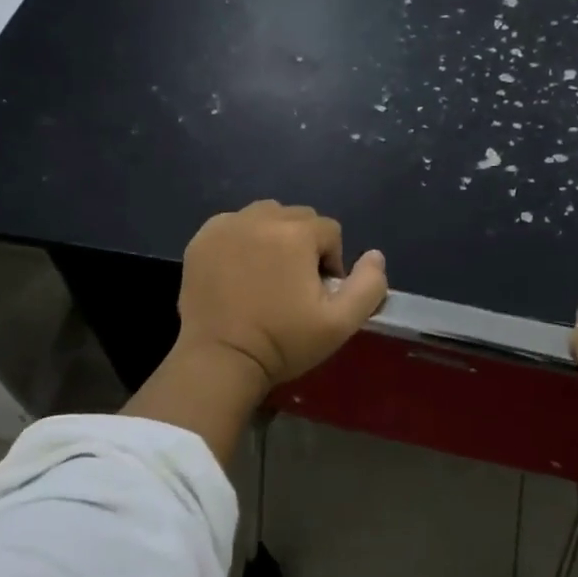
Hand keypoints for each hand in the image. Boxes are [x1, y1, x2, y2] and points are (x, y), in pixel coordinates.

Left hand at [175, 201, 387, 387]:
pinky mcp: (202, 240)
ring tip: (268, 275)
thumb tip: (375, 255)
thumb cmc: (283, 342)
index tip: (317, 294)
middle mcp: (260, 218)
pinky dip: (243, 240)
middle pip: (298, 218)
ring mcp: (226, 226)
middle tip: (294, 286)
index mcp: (296, 234)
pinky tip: (240, 272)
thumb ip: (368, 286)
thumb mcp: (340, 323)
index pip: (330, 231)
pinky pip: (234, 225)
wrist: (221, 360)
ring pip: (265, 216)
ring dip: (274, 236)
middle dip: (304, 245)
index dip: (331, 262)